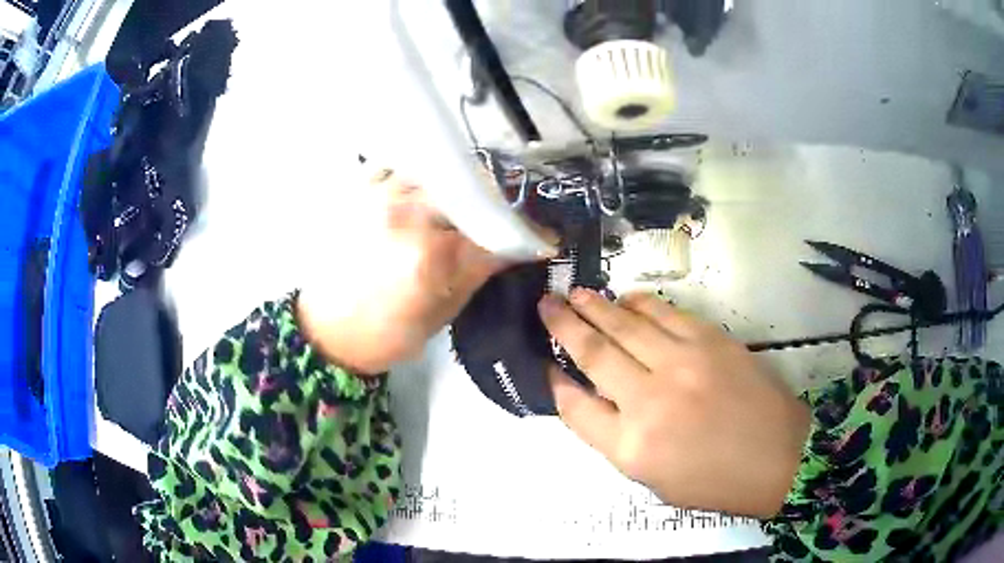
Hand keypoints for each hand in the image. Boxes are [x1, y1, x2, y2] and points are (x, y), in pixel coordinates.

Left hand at [297, 169, 508, 374]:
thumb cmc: (384, 335)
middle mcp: (405, 212)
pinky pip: (402, 167)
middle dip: (495, 202)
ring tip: (461, 209)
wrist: (325, 331)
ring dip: (460, 187)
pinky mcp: (359, 191)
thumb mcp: (441, 314)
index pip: (493, 227)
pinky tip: (422, 197)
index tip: (540, 237)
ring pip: (439, 170)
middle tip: (501, 220)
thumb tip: (520, 247)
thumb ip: (479, 271)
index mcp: (429, 253)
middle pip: (470, 188)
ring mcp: (379, 195)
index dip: (523, 231)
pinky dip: (422, 177)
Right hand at [539, 289, 809, 517]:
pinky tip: (624, 299)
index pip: (574, 406)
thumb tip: (589, 397)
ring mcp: (681, 363)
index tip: (544, 362)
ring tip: (575, 294)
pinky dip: (638, 303)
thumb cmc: (713, 480)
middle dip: (563, 325)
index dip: (553, 380)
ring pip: (624, 324)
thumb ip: (616, 439)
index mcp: (631, 446)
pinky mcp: (709, 340)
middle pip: (593, 353)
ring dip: (595, 306)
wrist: (777, 456)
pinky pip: (664, 311)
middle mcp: (649, 400)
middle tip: (546, 304)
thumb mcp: (652, 479)